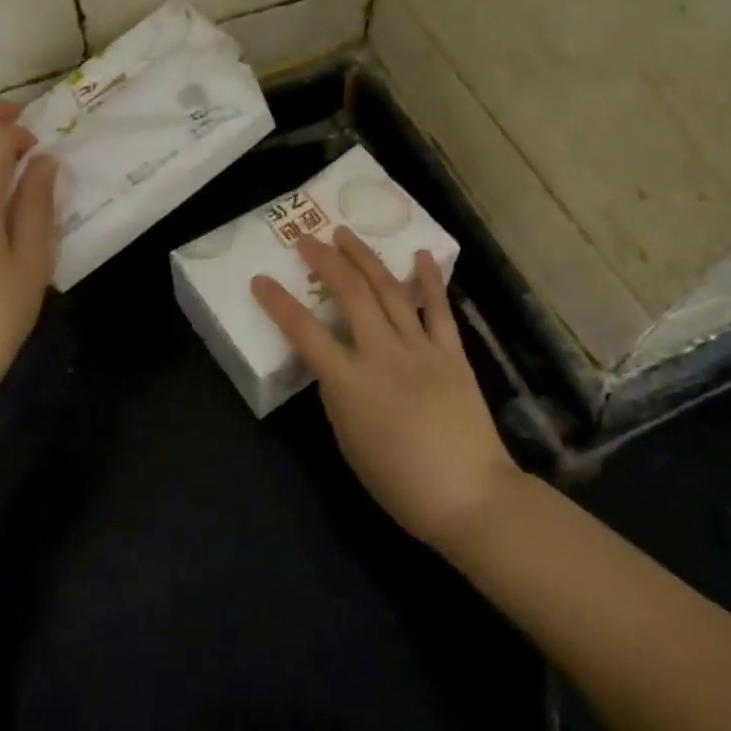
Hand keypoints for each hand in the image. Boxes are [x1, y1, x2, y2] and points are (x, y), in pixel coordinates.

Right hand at [252, 228, 517, 549]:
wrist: (470, 496)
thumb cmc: (400, 482)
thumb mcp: (349, 443)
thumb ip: (336, 396)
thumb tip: (333, 364)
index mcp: (350, 383)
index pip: (304, 333)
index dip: (278, 304)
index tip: (261, 279)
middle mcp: (383, 355)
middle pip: (350, 295)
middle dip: (325, 262)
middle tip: (308, 239)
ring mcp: (420, 349)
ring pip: (389, 291)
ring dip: (365, 258)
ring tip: (346, 234)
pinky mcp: (452, 353)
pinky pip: (438, 309)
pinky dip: (428, 280)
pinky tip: (419, 254)